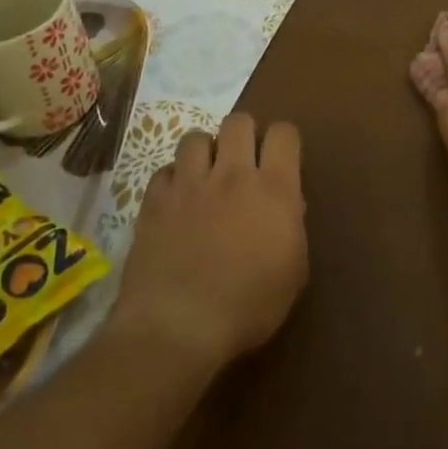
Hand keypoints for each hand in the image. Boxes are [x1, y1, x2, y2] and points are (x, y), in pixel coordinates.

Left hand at [107, 113, 306, 367]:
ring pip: (196, 137)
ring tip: (206, 175)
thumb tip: (287, 205)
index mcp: (274, 189)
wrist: (178, 327)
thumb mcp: (293, 272)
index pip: (284, 133)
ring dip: (205, 152)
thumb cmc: (249, 306)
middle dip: (244, 134)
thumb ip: (293, 228)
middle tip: (243, 162)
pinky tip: (176, 200)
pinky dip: (173, 179)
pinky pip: (164, 170)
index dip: (284, 140)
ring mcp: (189, 184)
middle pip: (239, 121)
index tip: (281, 159)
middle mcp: (233, 174)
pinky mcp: (154, 201)